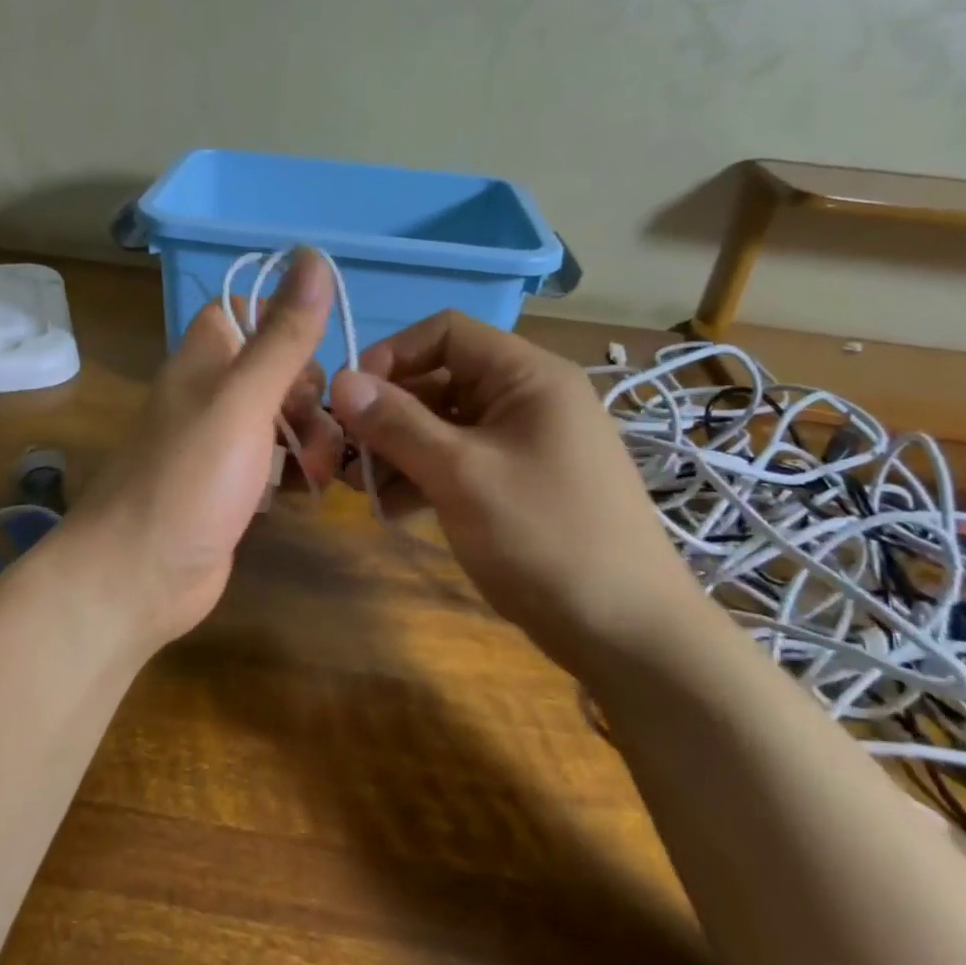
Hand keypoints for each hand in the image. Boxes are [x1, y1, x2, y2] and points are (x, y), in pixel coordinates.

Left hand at [65, 251, 343, 645]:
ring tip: (317, 473)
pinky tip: (307, 494)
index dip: (282, 324)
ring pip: (281, 419)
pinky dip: (295, 473)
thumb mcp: (243, 400)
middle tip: (317, 427)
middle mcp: (209, 395)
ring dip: (312, 438)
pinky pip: (275, 464)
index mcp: (204, 360)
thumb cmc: (189, 479)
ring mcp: (219, 444)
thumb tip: (313, 255)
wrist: (138, 576)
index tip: (312, 354)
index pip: (244, 312)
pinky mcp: (231, 487)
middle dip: (309, 394)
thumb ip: (281, 334)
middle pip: (275, 369)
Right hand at [329, 311, 697, 663]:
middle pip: (439, 379)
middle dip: (387, 413)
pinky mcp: (516, 482)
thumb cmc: (544, 537)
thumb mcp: (461, 474)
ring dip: (398, 449)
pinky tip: (392, 509)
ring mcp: (522, 442)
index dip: (392, 354)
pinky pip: (458, 461)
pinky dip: (423, 476)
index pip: (446, 332)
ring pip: (442, 425)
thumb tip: (340, 380)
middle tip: (344, 453)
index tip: (351, 399)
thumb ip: (398, 424)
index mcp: (527, 375)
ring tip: (360, 486)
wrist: (625, 632)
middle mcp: (525, 398)